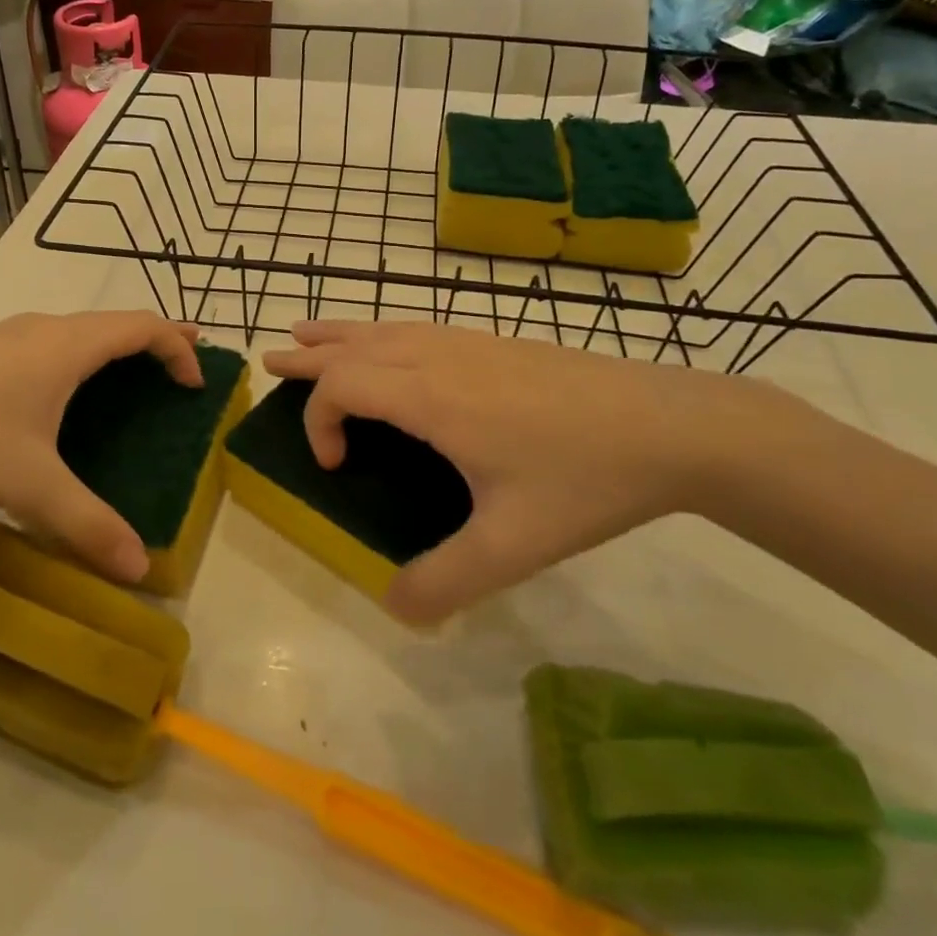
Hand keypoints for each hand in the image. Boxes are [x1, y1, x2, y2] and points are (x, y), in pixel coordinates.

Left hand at [0, 311, 202, 582]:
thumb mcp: (30, 485)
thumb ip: (88, 523)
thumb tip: (139, 569)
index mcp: (67, 346)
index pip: (142, 327)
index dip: (178, 348)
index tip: (195, 384)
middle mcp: (44, 328)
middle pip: (116, 321)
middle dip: (156, 340)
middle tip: (185, 365)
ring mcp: (9, 334)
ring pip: (80, 329)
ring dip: (116, 346)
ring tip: (133, 374)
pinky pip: (52, 342)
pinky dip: (82, 355)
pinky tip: (64, 393)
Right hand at [264, 321, 799, 622]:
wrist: (667, 423)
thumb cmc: (584, 479)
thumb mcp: (513, 545)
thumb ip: (448, 582)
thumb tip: (393, 609)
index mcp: (431, 397)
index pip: (343, 386)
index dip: (318, 421)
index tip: (334, 467)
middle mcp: (437, 357)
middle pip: (353, 346)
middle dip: (307, 359)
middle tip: (269, 364)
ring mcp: (466, 342)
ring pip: (383, 327)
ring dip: (339, 334)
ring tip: (307, 334)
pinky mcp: (492, 340)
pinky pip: (413, 327)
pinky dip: (378, 330)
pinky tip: (388, 343)